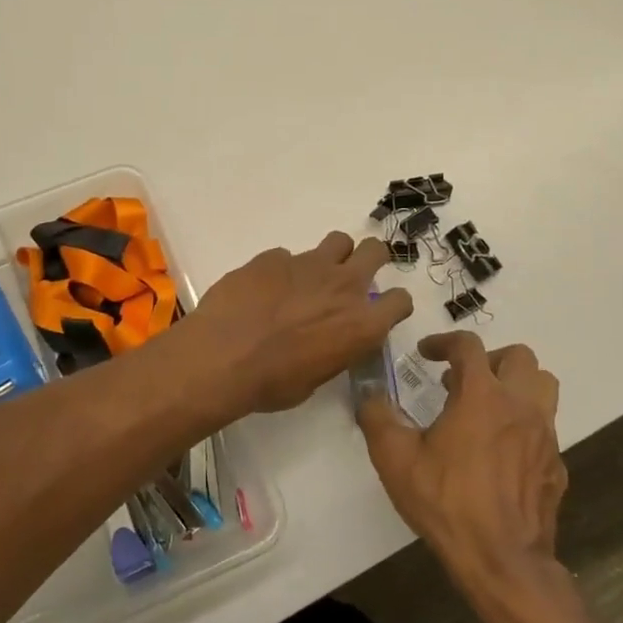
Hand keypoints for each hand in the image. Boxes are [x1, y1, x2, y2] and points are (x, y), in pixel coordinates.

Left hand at [184, 232, 413, 417]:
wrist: (222, 357)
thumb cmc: (272, 382)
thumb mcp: (316, 377)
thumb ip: (335, 348)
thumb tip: (331, 339)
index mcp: (361, 324)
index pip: (400, 300)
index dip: (391, 304)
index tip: (378, 310)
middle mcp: (343, 286)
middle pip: (375, 251)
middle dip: (369, 260)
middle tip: (352, 277)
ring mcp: (308, 264)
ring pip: (338, 241)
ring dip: (332, 256)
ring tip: (312, 276)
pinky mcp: (274, 256)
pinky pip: (288, 256)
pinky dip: (283, 270)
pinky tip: (264, 289)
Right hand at [356, 331, 566, 598]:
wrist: (502, 561)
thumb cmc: (447, 502)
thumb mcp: (395, 458)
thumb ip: (377, 417)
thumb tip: (369, 394)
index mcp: (482, 395)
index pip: (468, 346)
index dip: (444, 342)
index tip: (427, 354)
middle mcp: (520, 406)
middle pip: (519, 357)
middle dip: (488, 359)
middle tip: (462, 380)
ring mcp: (545, 435)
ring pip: (543, 386)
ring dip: (516, 384)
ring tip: (487, 405)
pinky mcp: (556, 465)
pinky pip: (545, 427)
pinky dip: (524, 424)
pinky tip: (501, 451)